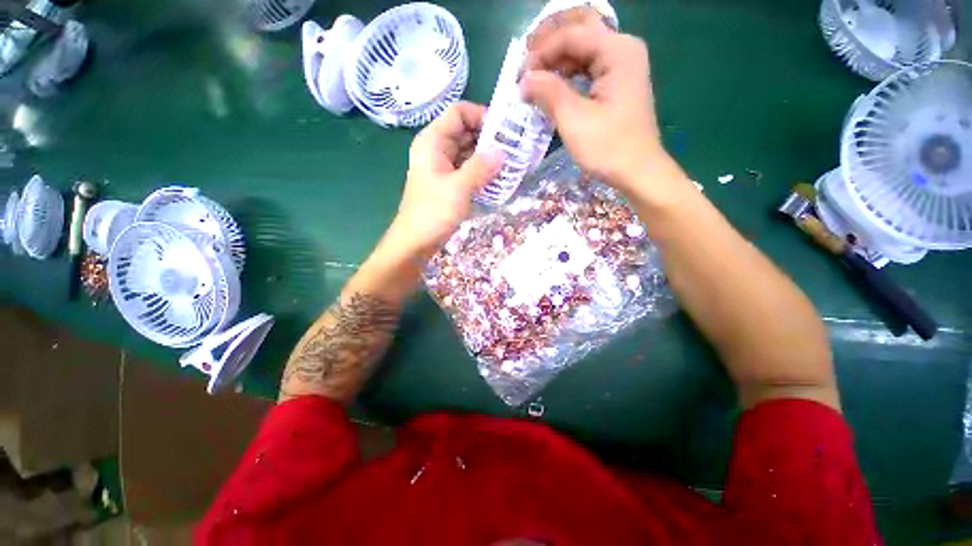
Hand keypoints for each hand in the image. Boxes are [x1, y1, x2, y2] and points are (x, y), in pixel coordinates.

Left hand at [384, 102, 502, 260]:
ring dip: (488, 156)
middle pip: (465, 131)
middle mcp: (437, 149)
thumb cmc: (432, 213)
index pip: (458, 113)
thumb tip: (503, 153)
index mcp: (432, 142)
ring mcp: (443, 167)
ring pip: (468, 152)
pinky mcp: (449, 183)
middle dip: (489, 138)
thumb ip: (480, 168)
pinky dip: (482, 171)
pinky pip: (468, 169)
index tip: (504, 130)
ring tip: (511, 163)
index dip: (481, 115)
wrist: (415, 242)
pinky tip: (498, 178)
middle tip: (514, 148)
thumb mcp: (458, 188)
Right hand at [522, 9, 685, 200]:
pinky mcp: (619, 83)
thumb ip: (548, 92)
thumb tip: (524, 78)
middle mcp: (622, 49)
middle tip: (526, 61)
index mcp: (617, 50)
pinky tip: (553, 85)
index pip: (571, 35)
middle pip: (580, 31)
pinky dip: (569, 73)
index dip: (541, 52)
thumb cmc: (608, 147)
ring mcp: (623, 66)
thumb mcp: (574, 120)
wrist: (638, 172)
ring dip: (558, 58)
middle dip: (550, 43)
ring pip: (584, 49)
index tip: (519, 76)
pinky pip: (589, 67)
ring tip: (534, 74)